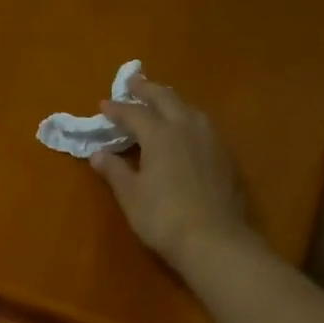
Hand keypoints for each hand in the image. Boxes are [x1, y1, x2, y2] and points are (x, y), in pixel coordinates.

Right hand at [93, 77, 256, 274]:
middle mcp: (187, 127)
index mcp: (160, 134)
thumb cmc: (163, 217)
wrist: (214, 239)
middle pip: (166, 99)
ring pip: (189, 109)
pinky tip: (186, 130)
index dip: (118, 109)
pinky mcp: (225, 155)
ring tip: (161, 102)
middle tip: (134, 83)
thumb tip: (98, 154)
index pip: (134, 113)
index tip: (104, 104)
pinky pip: (203, 125)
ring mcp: (211, 139)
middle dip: (147, 89)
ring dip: (171, 101)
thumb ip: (115, 171)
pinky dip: (188, 119)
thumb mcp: (131, 196)